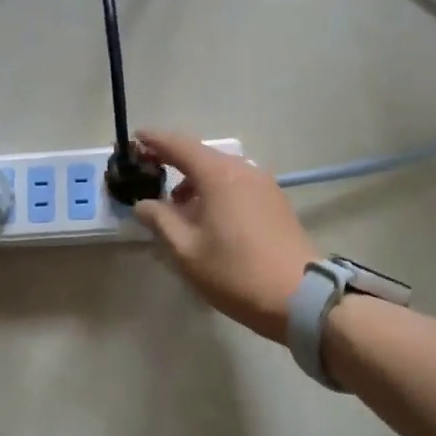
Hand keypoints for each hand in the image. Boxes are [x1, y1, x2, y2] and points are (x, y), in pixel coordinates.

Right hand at [129, 130, 320, 340]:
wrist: (301, 297)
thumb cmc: (236, 273)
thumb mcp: (187, 251)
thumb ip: (160, 221)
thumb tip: (143, 204)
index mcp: (219, 175)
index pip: (179, 145)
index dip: (154, 140)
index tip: (134, 139)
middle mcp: (243, 170)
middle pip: (201, 156)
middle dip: (173, 161)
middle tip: (149, 174)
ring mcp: (264, 184)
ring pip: (221, 171)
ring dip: (195, 180)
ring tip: (177, 207)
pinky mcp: (276, 201)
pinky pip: (238, 184)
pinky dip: (216, 190)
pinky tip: (208, 217)